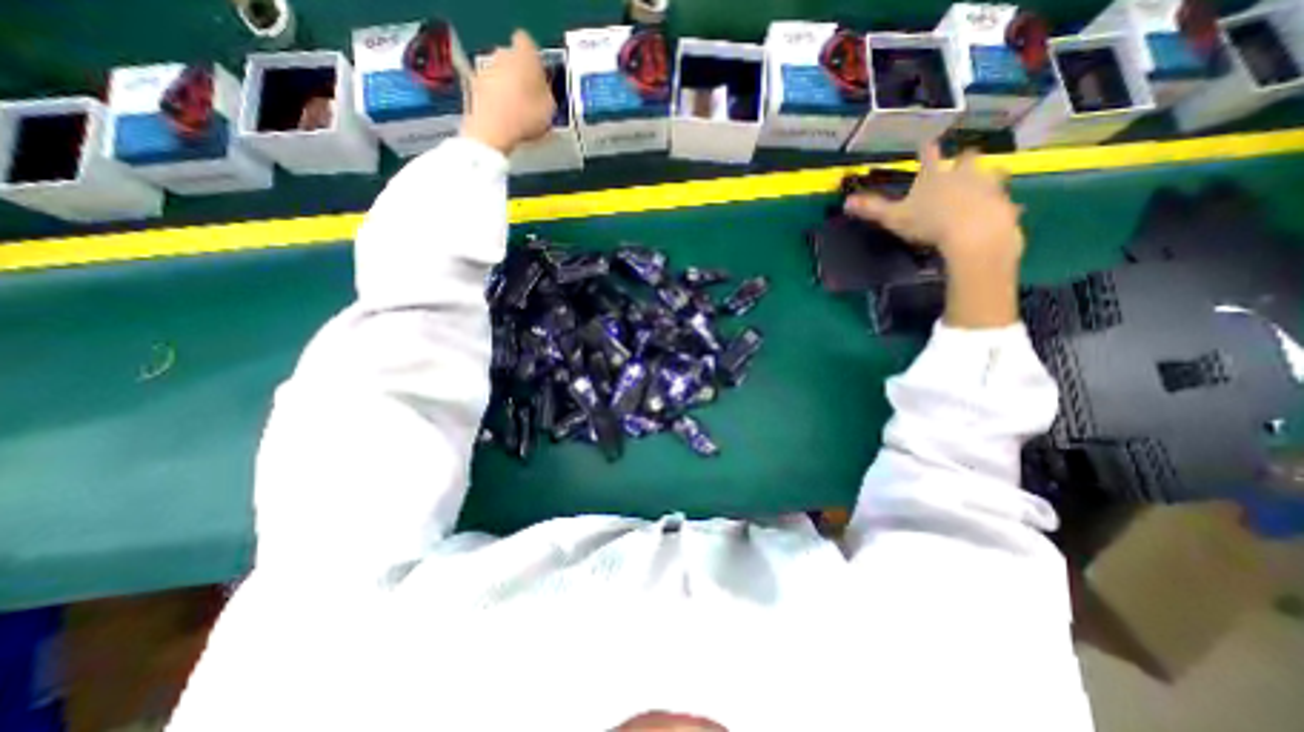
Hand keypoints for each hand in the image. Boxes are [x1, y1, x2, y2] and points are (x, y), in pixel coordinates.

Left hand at [462, 28, 554, 154]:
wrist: (494, 129)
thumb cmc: (527, 115)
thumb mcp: (551, 108)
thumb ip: (547, 93)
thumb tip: (544, 93)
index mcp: (525, 53)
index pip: (528, 43)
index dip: (535, 60)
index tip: (540, 78)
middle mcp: (502, 53)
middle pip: (513, 59)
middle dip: (520, 75)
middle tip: (532, 98)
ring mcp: (486, 69)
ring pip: (500, 74)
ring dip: (508, 88)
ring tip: (519, 113)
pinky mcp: (475, 87)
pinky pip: (490, 90)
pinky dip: (497, 101)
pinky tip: (506, 119)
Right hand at [847, 146, 1028, 327]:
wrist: (974, 233)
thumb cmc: (929, 222)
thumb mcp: (893, 218)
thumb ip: (872, 209)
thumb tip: (846, 202)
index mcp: (934, 176)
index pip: (929, 155)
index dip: (927, 148)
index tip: (927, 140)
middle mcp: (963, 174)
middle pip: (966, 158)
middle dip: (963, 159)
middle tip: (961, 162)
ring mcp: (987, 186)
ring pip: (990, 173)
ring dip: (986, 176)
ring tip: (983, 183)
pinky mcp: (1003, 203)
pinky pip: (1002, 200)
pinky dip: (999, 204)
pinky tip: (999, 212)